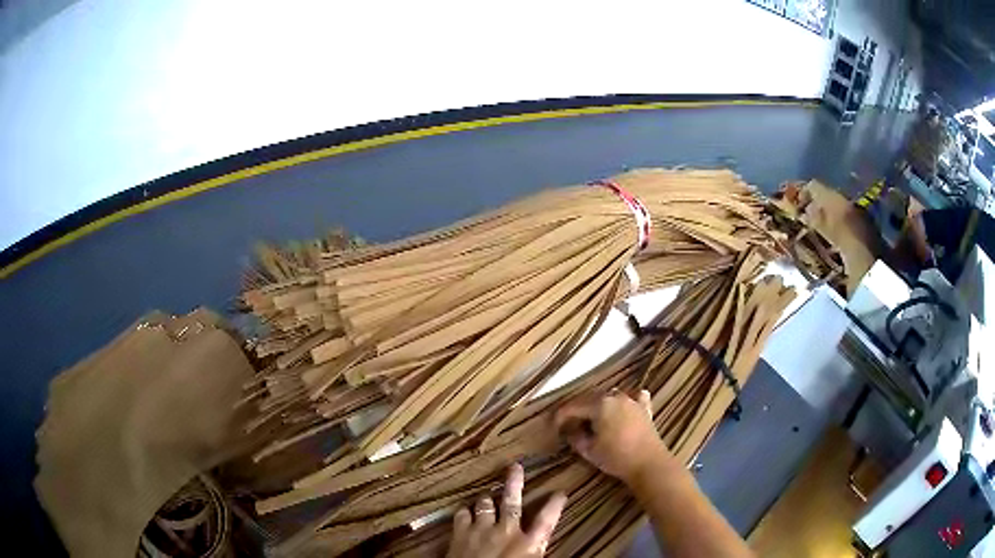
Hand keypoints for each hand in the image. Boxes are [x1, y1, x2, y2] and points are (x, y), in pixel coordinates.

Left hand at [446, 463, 566, 557]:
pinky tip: (466, 513)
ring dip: (487, 500)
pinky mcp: (460, 534)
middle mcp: (507, 532)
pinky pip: (462, 514)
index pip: (548, 520)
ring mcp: (482, 530)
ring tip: (488, 496)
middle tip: (514, 466)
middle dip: (514, 483)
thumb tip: (541, 545)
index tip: (561, 493)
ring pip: (485, 504)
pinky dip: (465, 513)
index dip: (555, 505)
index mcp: (529, 544)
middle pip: (513, 502)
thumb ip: (535, 552)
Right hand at [553, 389, 673, 483]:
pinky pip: (634, 398)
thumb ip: (576, 437)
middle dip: (578, 409)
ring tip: (592, 418)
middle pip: (591, 398)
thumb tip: (570, 430)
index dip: (561, 415)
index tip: (553, 425)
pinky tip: (626, 404)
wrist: (648, 463)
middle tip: (569, 423)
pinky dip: (626, 401)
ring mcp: (632, 401)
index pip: (573, 406)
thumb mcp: (589, 450)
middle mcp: (615, 397)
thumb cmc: (615, 457)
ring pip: (610, 397)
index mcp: (599, 404)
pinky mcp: (644, 409)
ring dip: (598, 405)